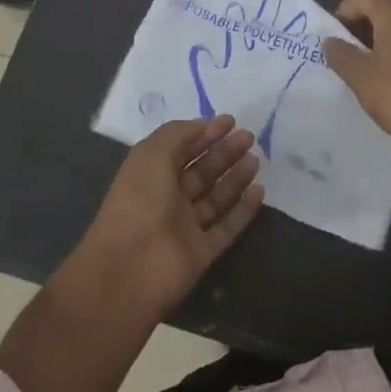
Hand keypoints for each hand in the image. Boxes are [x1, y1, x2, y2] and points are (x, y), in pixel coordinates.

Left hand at [66, 116, 265, 320]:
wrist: (130, 270)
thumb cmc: (138, 202)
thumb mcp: (150, 154)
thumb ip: (178, 134)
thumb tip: (205, 126)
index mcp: (150, 175)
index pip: (180, 149)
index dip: (204, 133)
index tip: (230, 121)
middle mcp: (167, 199)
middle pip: (201, 172)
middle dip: (224, 152)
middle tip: (249, 137)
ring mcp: (185, 227)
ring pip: (216, 197)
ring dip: (236, 177)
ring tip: (256, 159)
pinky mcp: (202, 252)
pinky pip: (227, 227)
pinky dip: (243, 210)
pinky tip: (260, 191)